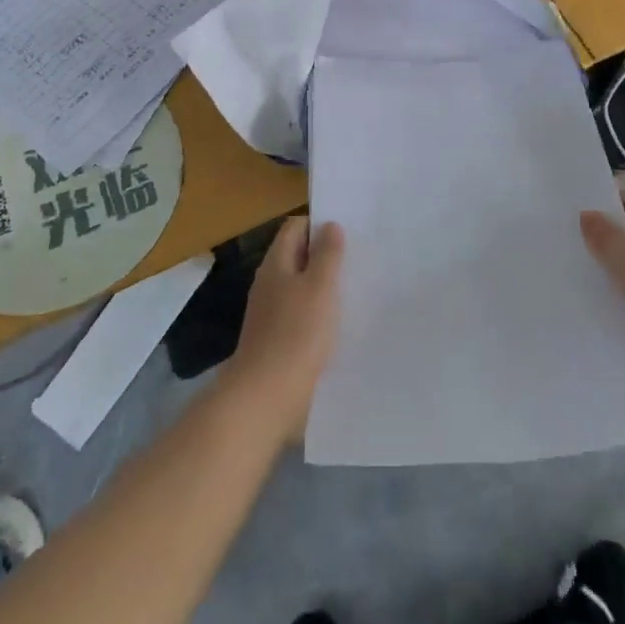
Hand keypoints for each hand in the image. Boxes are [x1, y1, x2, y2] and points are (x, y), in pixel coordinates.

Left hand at [227, 216, 343, 443]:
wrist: (266, 398)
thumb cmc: (296, 334)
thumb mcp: (320, 286)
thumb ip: (327, 254)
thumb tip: (329, 225)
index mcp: (276, 264)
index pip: (295, 227)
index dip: (319, 225)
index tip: (348, 233)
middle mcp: (270, 284)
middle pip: (298, 256)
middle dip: (325, 256)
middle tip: (358, 259)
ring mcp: (271, 314)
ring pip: (301, 287)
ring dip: (324, 287)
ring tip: (355, 290)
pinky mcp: (277, 341)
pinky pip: (301, 315)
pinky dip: (318, 314)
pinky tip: (339, 325)